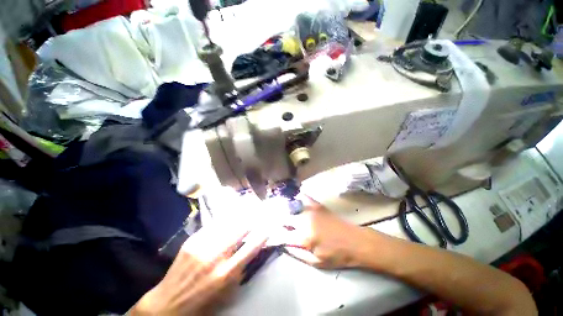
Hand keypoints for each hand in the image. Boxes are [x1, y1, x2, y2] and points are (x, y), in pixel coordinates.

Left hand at [130, 222, 266, 314]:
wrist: (167, 304)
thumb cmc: (202, 303)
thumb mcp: (227, 292)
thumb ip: (240, 269)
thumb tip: (251, 249)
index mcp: (225, 274)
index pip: (251, 248)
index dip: (263, 234)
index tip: (270, 225)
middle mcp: (215, 257)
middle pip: (240, 229)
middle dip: (252, 218)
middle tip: (260, 211)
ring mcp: (202, 246)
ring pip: (227, 223)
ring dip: (240, 214)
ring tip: (248, 207)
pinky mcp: (192, 241)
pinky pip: (213, 225)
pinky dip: (225, 219)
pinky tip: (230, 214)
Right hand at [280, 195, 370, 268]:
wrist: (354, 241)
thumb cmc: (336, 255)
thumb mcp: (316, 262)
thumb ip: (297, 253)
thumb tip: (284, 245)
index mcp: (303, 238)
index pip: (282, 235)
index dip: (274, 236)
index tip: (269, 236)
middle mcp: (304, 221)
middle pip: (284, 218)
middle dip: (278, 222)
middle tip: (276, 225)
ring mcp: (310, 210)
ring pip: (291, 207)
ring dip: (284, 210)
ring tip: (281, 213)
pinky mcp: (317, 205)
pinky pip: (304, 197)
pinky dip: (297, 198)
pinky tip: (294, 201)